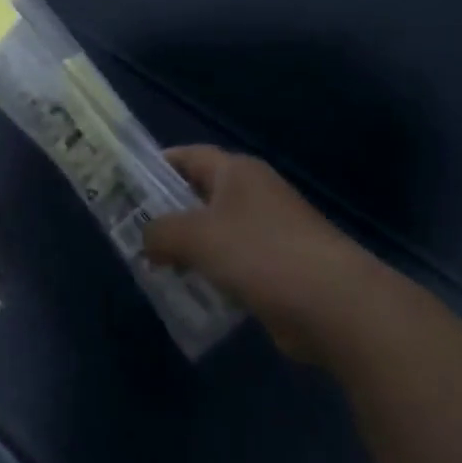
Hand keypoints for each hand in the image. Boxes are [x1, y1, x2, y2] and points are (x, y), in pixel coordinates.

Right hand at [144, 146, 390, 360]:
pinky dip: (212, 273)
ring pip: (215, 232)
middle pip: (199, 195)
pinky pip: (234, 263)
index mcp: (237, 172)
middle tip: (132, 231)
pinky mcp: (280, 267)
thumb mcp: (195, 236)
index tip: (125, 187)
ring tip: (154, 266)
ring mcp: (271, 231)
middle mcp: (254, 194)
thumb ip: (159, 232)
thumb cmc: (260, 254)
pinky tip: (192, 291)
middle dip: (166, 213)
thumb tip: (147, 241)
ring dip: (188, 248)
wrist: (336, 306)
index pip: (187, 156)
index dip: (155, 167)